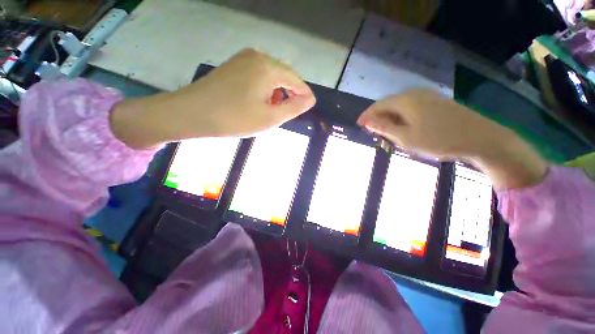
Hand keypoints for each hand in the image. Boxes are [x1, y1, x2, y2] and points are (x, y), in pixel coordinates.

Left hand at [110, 48, 315, 147]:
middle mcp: (258, 56)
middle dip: (290, 94)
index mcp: (269, 68)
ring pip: (272, 74)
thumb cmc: (235, 118)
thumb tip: (310, 99)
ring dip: (277, 91)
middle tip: (288, 112)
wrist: (193, 113)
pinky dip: (265, 87)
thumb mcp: (270, 117)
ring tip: (272, 109)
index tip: (309, 108)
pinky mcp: (235, 64)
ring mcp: (244, 58)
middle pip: (285, 75)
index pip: (297, 81)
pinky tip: (259, 100)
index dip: (305, 95)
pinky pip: (259, 73)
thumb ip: (294, 108)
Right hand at [357, 89, 504, 158]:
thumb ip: (384, 128)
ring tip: (388, 133)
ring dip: (390, 119)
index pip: (377, 106)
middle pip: (388, 104)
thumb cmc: (438, 139)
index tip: (359, 125)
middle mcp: (414, 94)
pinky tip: (404, 128)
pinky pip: (411, 108)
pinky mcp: (436, 102)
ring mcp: (427, 97)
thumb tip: (368, 121)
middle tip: (374, 132)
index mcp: (404, 101)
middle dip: (378, 118)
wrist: (479, 137)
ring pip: (400, 107)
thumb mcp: (405, 137)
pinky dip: (402, 118)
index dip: (366, 115)